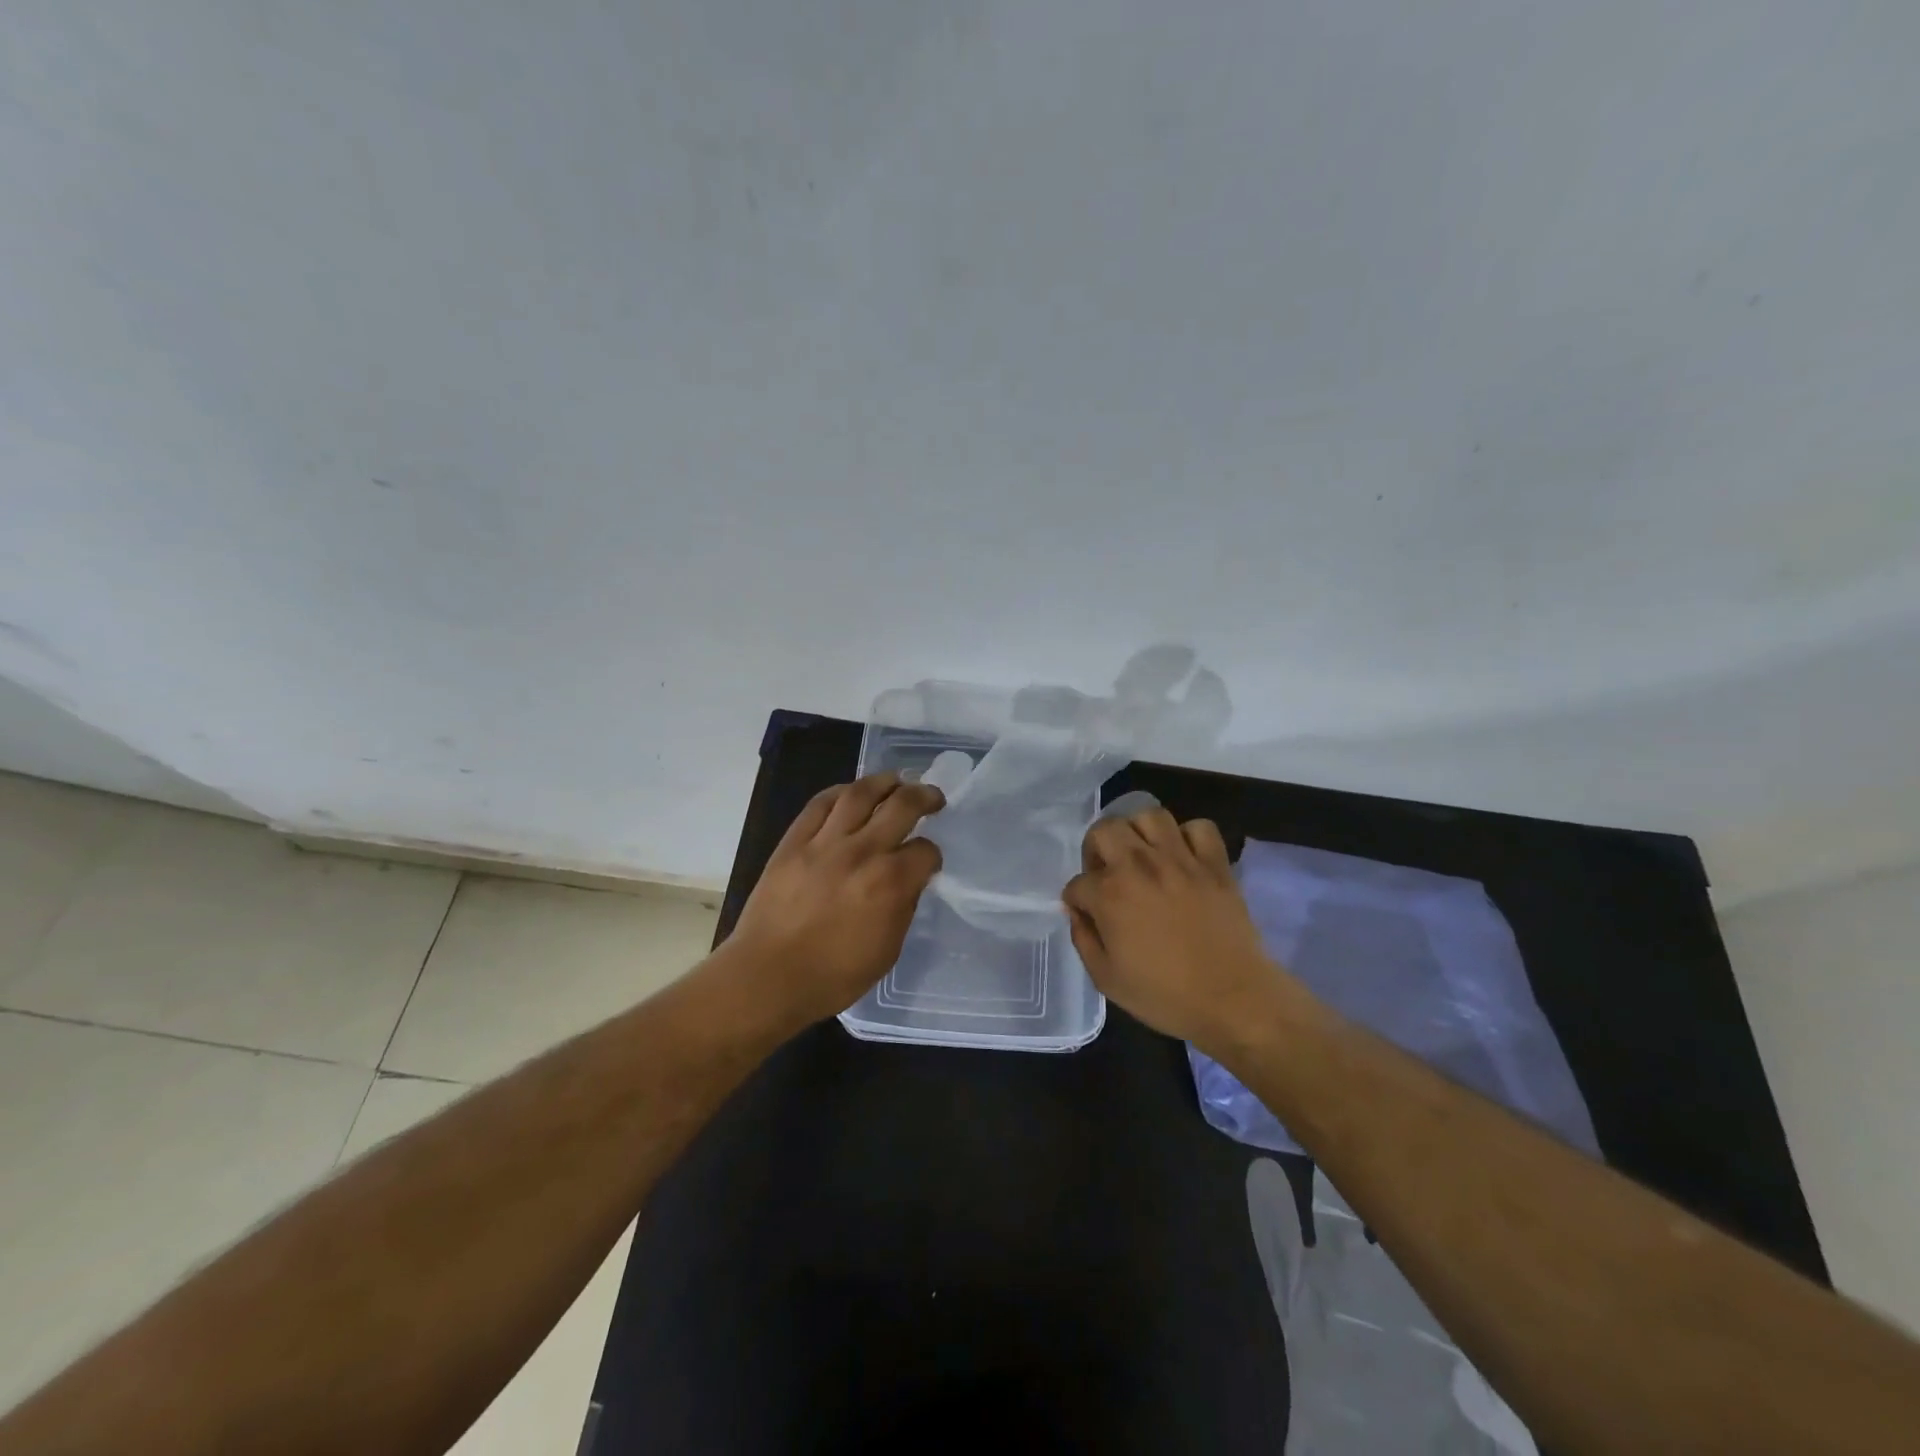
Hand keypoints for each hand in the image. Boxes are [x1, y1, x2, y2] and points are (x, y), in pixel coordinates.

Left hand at [728, 772, 944, 1025]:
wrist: (768, 977)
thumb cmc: (833, 976)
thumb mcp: (887, 950)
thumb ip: (903, 907)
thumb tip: (908, 880)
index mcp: (890, 883)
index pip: (925, 851)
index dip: (932, 855)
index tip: (927, 861)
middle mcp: (862, 852)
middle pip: (902, 805)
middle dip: (924, 796)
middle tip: (932, 797)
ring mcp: (825, 843)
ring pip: (860, 793)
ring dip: (885, 781)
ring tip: (897, 781)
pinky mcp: (794, 841)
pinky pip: (820, 803)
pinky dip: (841, 792)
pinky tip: (852, 793)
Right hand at [1062, 807, 1287, 1052]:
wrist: (1233, 1000)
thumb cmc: (1165, 996)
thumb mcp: (1106, 979)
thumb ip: (1083, 939)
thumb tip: (1078, 912)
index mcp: (1110, 894)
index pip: (1078, 883)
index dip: (1078, 900)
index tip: (1088, 914)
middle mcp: (1140, 865)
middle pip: (1105, 830)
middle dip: (1096, 848)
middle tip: (1106, 873)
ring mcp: (1181, 860)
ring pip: (1149, 816)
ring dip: (1138, 832)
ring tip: (1142, 855)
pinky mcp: (1215, 863)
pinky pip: (1200, 828)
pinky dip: (1189, 836)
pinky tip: (1183, 857)